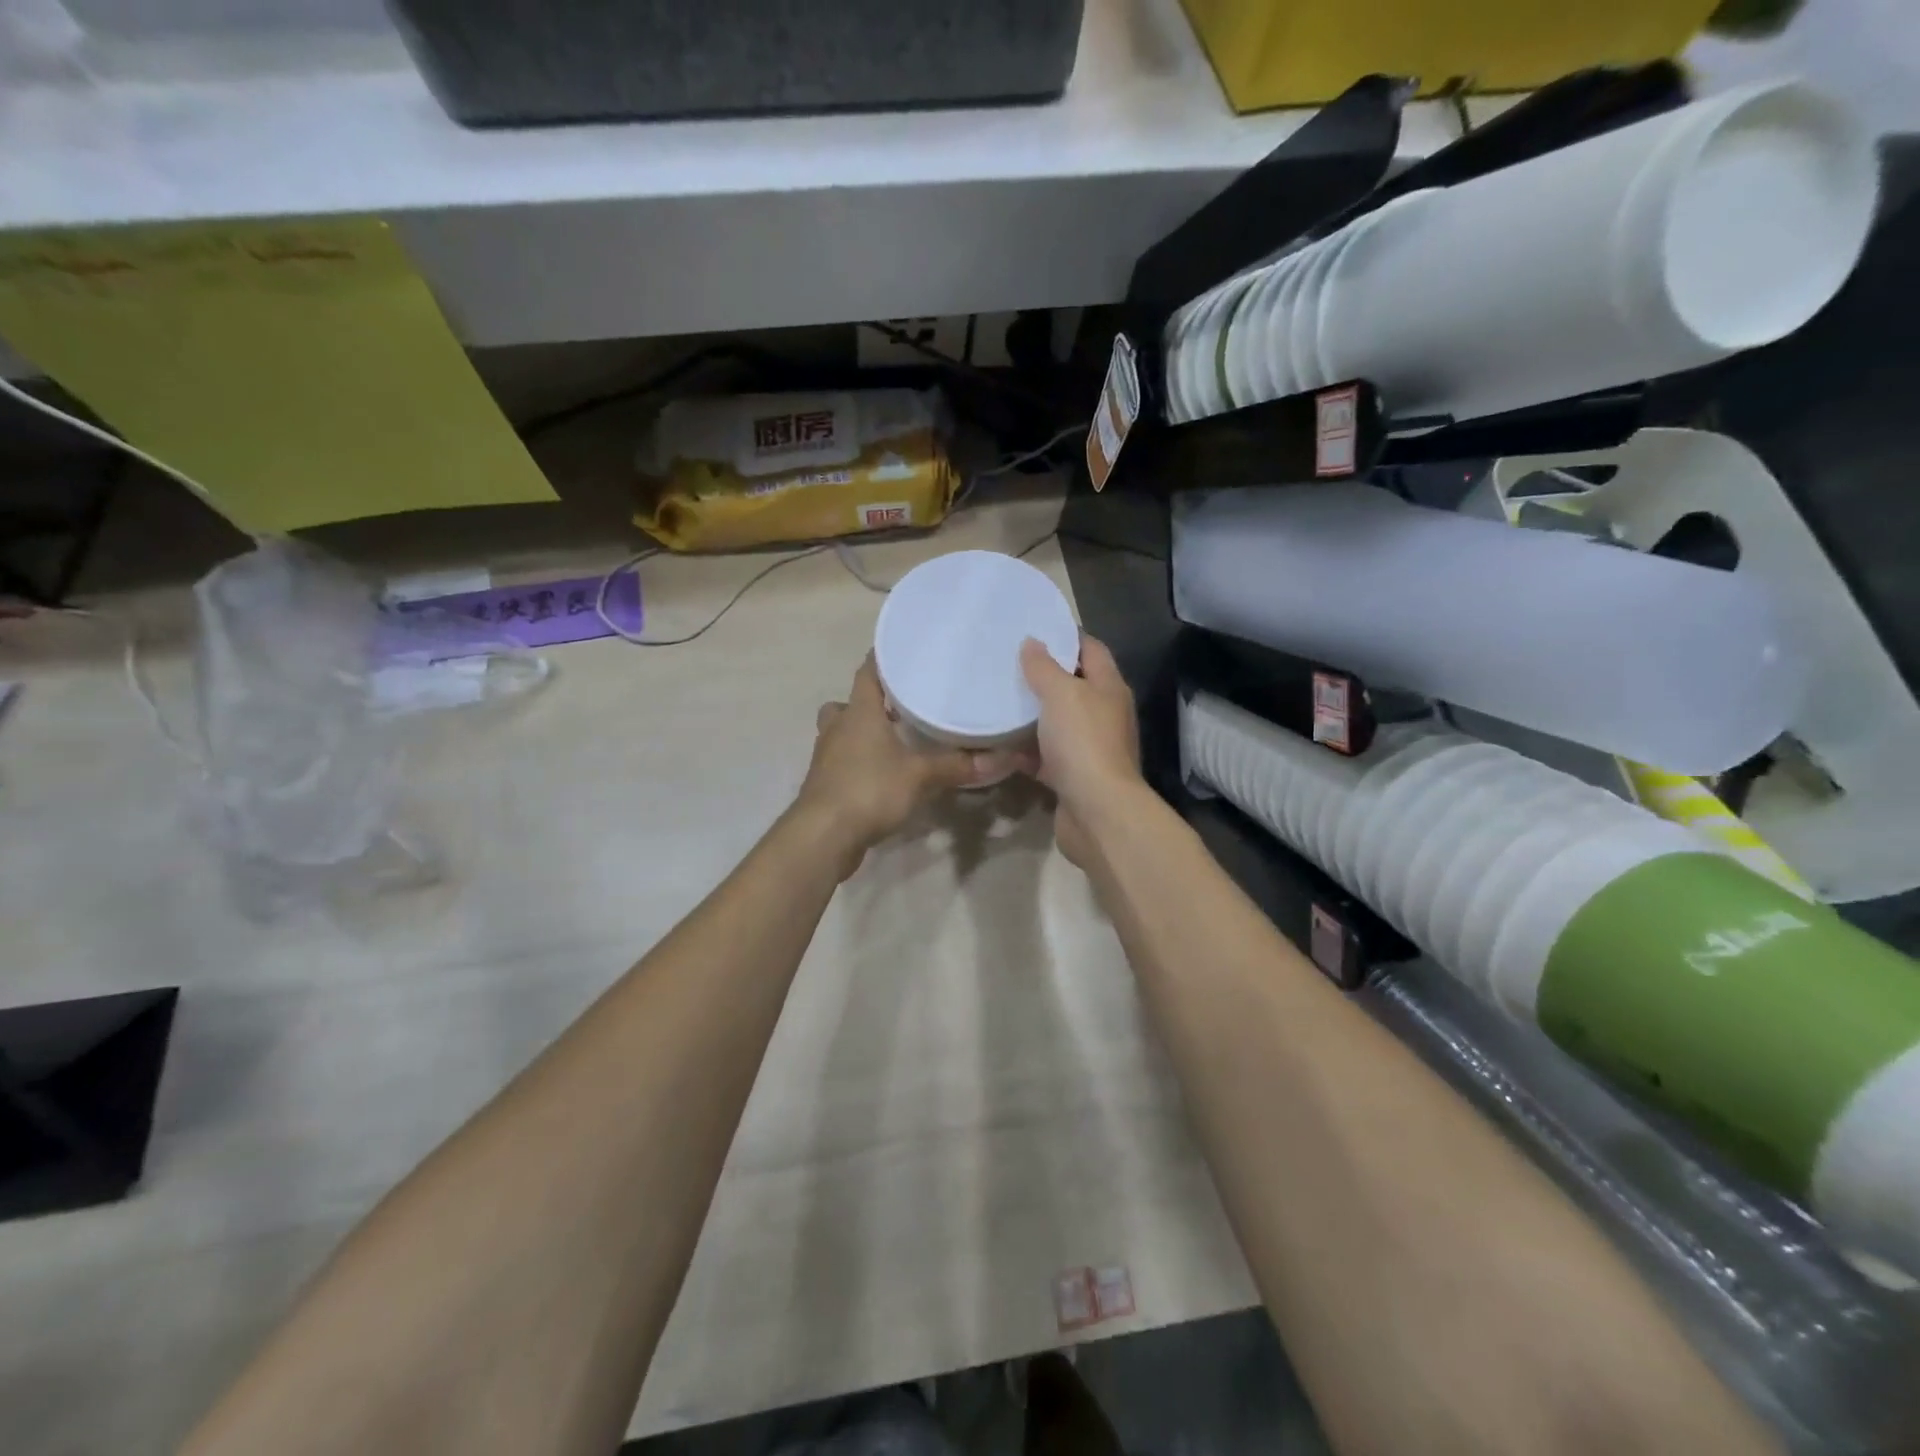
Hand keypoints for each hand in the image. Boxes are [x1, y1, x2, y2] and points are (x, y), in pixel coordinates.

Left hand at [798, 655, 993, 877]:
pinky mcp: (824, 784)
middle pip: (849, 703)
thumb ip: (957, 765)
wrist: (823, 835)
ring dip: (862, 733)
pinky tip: (883, 775)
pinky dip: (859, 762)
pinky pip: (842, 761)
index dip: (882, 659)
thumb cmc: (869, 789)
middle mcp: (838, 727)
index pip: (867, 671)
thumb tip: (1003, 758)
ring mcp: (826, 756)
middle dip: (871, 702)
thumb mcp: (920, 776)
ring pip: (842, 732)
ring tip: (895, 741)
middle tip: (900, 707)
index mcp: (859, 712)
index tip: (903, 653)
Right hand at [1018, 634, 1141, 868]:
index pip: (1091, 649)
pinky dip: (1024, 751)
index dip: (1066, 636)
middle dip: (1043, 676)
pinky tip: (997, 745)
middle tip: (1006, 663)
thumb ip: (1044, 667)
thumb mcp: (1061, 694)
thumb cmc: (1083, 742)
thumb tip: (1032, 643)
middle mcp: (1103, 714)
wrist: (1097, 811)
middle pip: (1073, 686)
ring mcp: (1088, 748)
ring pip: (1056, 723)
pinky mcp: (1071, 777)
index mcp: (1108, 688)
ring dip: (1031, 715)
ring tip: (997, 699)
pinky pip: (1044, 757)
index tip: (1033, 628)